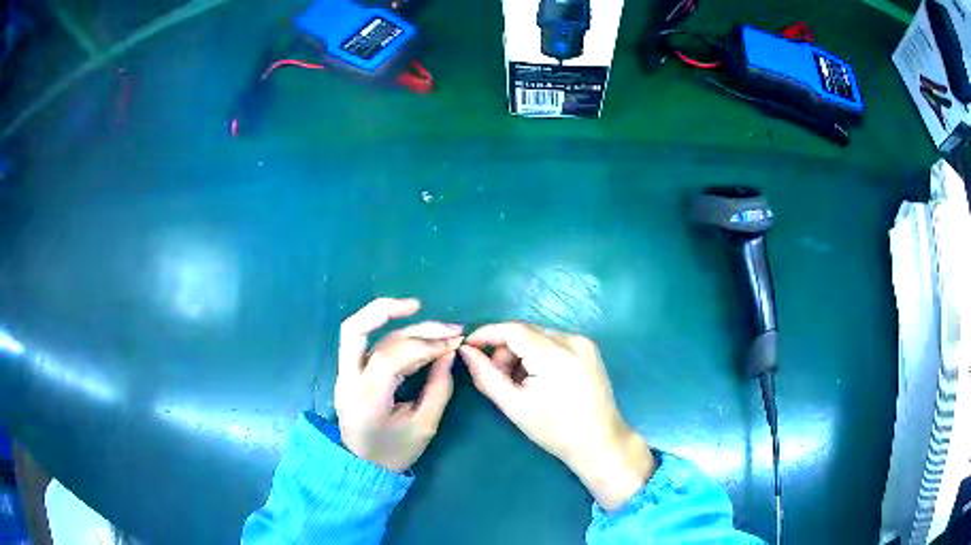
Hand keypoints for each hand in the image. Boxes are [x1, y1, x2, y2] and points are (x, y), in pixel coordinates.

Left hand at [335, 298, 461, 471]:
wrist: (361, 467)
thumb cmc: (394, 452)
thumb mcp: (424, 427)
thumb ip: (438, 388)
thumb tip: (448, 352)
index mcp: (366, 398)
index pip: (391, 357)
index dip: (425, 345)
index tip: (453, 343)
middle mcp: (348, 380)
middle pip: (355, 330)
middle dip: (386, 310)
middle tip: (420, 305)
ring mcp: (344, 374)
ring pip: (359, 332)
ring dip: (387, 316)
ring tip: (419, 310)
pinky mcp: (349, 372)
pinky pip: (366, 343)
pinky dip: (388, 332)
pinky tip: (412, 332)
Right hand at [460, 323, 654, 509]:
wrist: (600, 443)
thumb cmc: (555, 430)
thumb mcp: (514, 405)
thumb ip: (486, 375)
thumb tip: (466, 352)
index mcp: (554, 354)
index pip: (513, 329)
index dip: (487, 334)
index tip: (468, 346)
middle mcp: (572, 340)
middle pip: (526, 331)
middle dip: (505, 349)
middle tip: (497, 377)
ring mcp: (584, 344)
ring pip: (540, 337)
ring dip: (522, 353)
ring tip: (519, 383)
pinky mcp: (590, 350)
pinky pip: (555, 343)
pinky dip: (539, 355)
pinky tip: (538, 380)